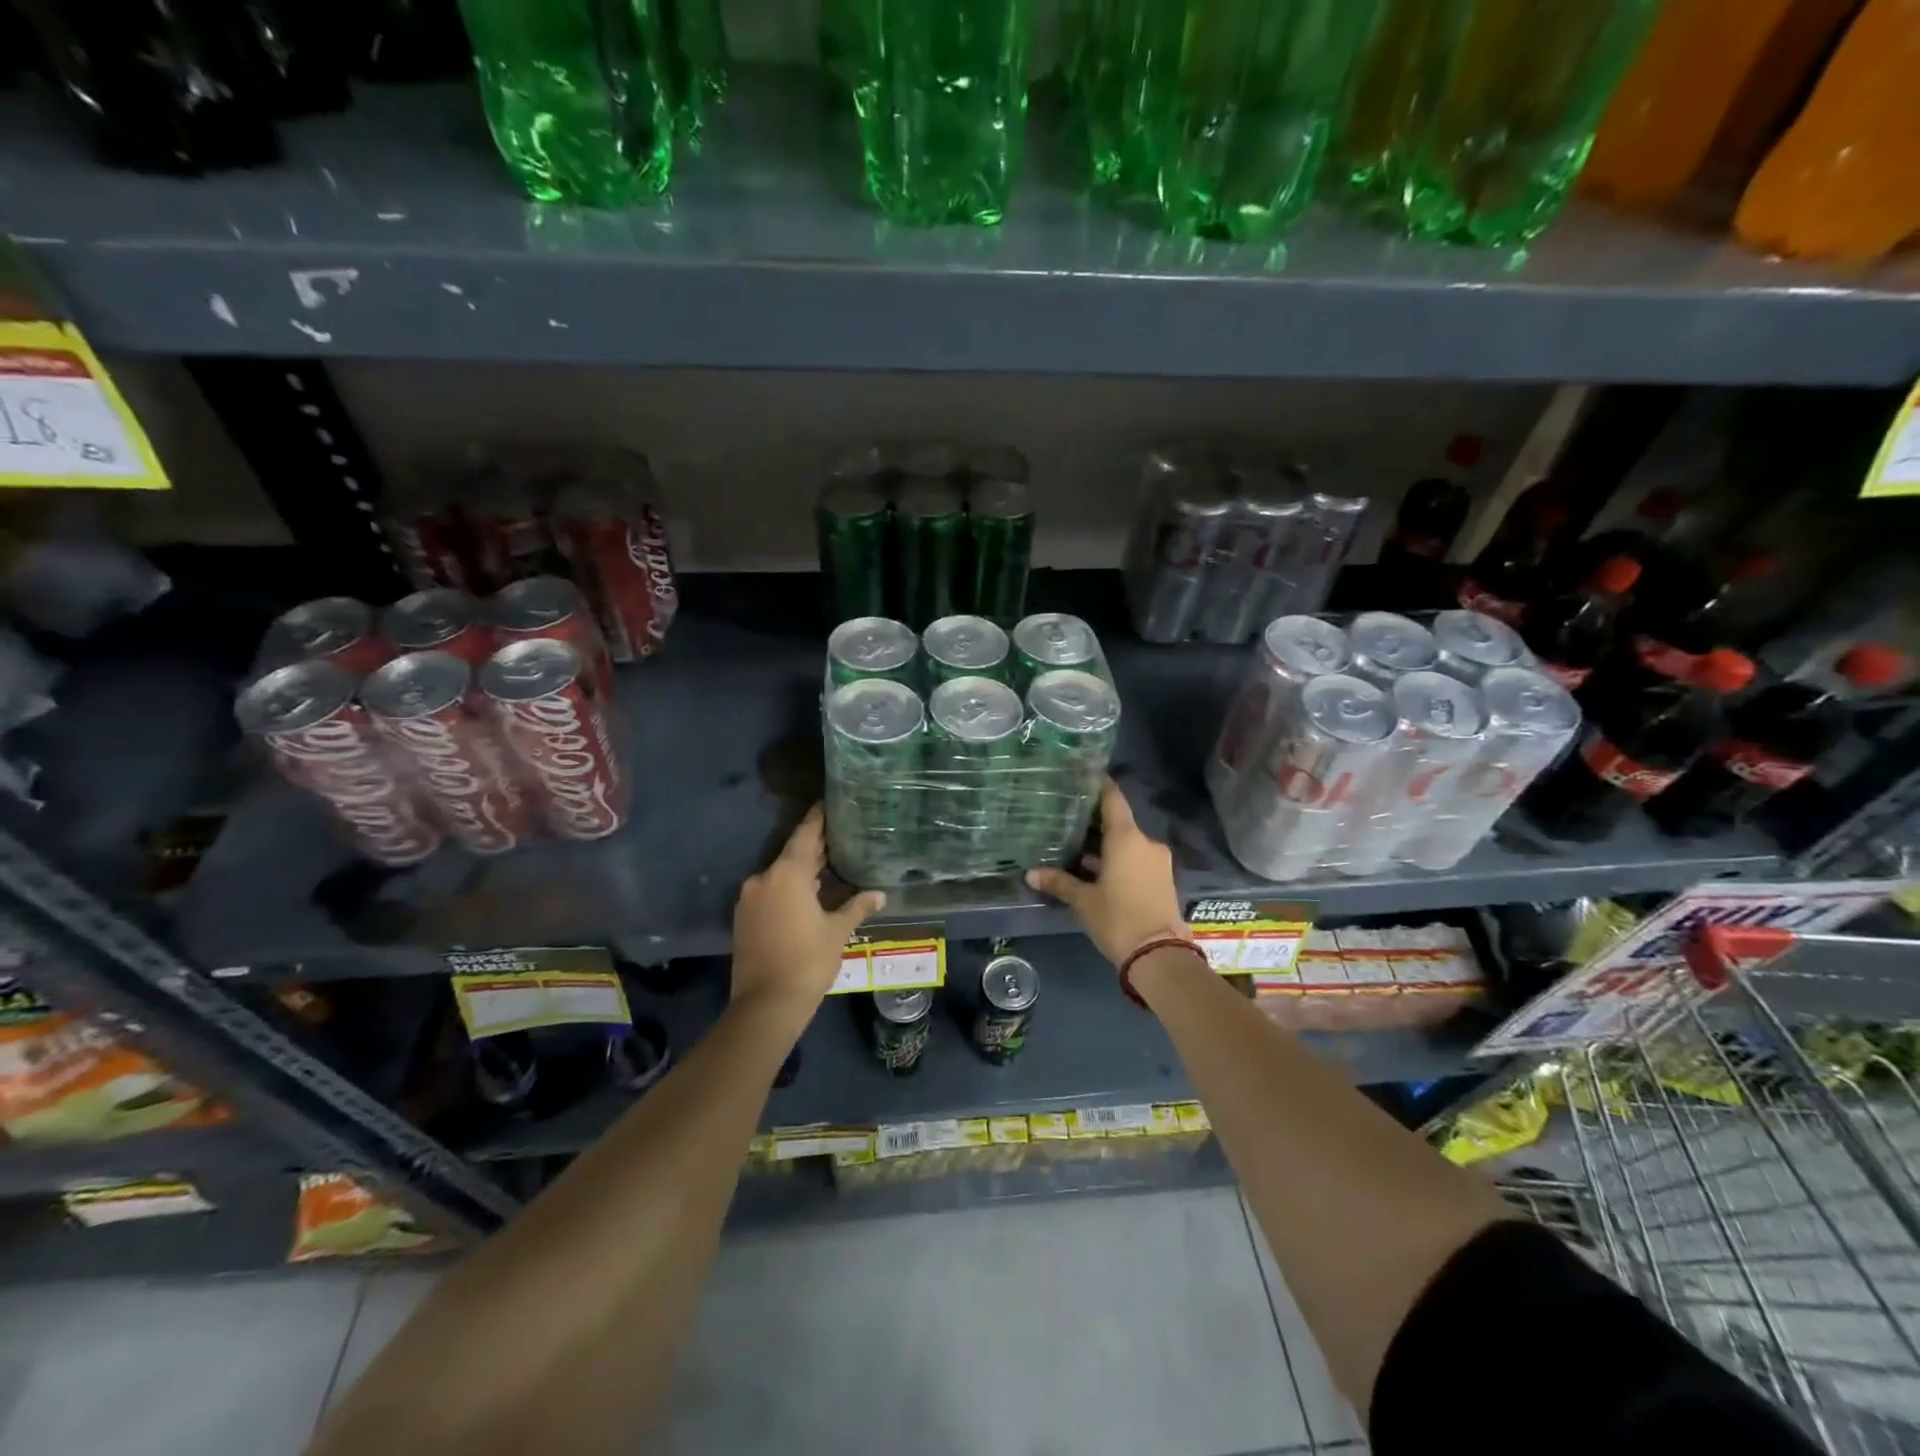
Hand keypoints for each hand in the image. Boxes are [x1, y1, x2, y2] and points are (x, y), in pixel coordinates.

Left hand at [731, 806, 885, 1032]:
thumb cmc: (808, 961)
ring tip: (830, 867)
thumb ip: (857, 906)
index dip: (818, 818)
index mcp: (788, 874)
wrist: (766, 1005)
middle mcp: (764, 878)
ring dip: (802, 871)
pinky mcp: (743, 918)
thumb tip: (879, 894)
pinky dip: (788, 889)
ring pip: (780, 874)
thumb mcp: (838, 931)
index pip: (806, 834)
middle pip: (793, 854)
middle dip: (815, 848)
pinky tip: (808, 895)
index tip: (829, 803)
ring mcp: (750, 898)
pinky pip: (770, 892)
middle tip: (841, 838)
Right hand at [1026, 779, 1187, 966]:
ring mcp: (1157, 861)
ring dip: (1104, 845)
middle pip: (1118, 822)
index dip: (1098, 785)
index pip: (1113, 798)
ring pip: (1126, 843)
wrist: (1160, 956)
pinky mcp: (1161, 878)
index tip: (1081, 776)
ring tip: (1075, 848)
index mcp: (1127, 838)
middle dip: (1093, 822)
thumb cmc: (1118, 919)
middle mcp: (1145, 842)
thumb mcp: (1084, 901)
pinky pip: (1135, 859)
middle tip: (1066, 819)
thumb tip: (1030, 874)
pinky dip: (1117, 859)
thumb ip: (1059, 882)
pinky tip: (1095, 870)